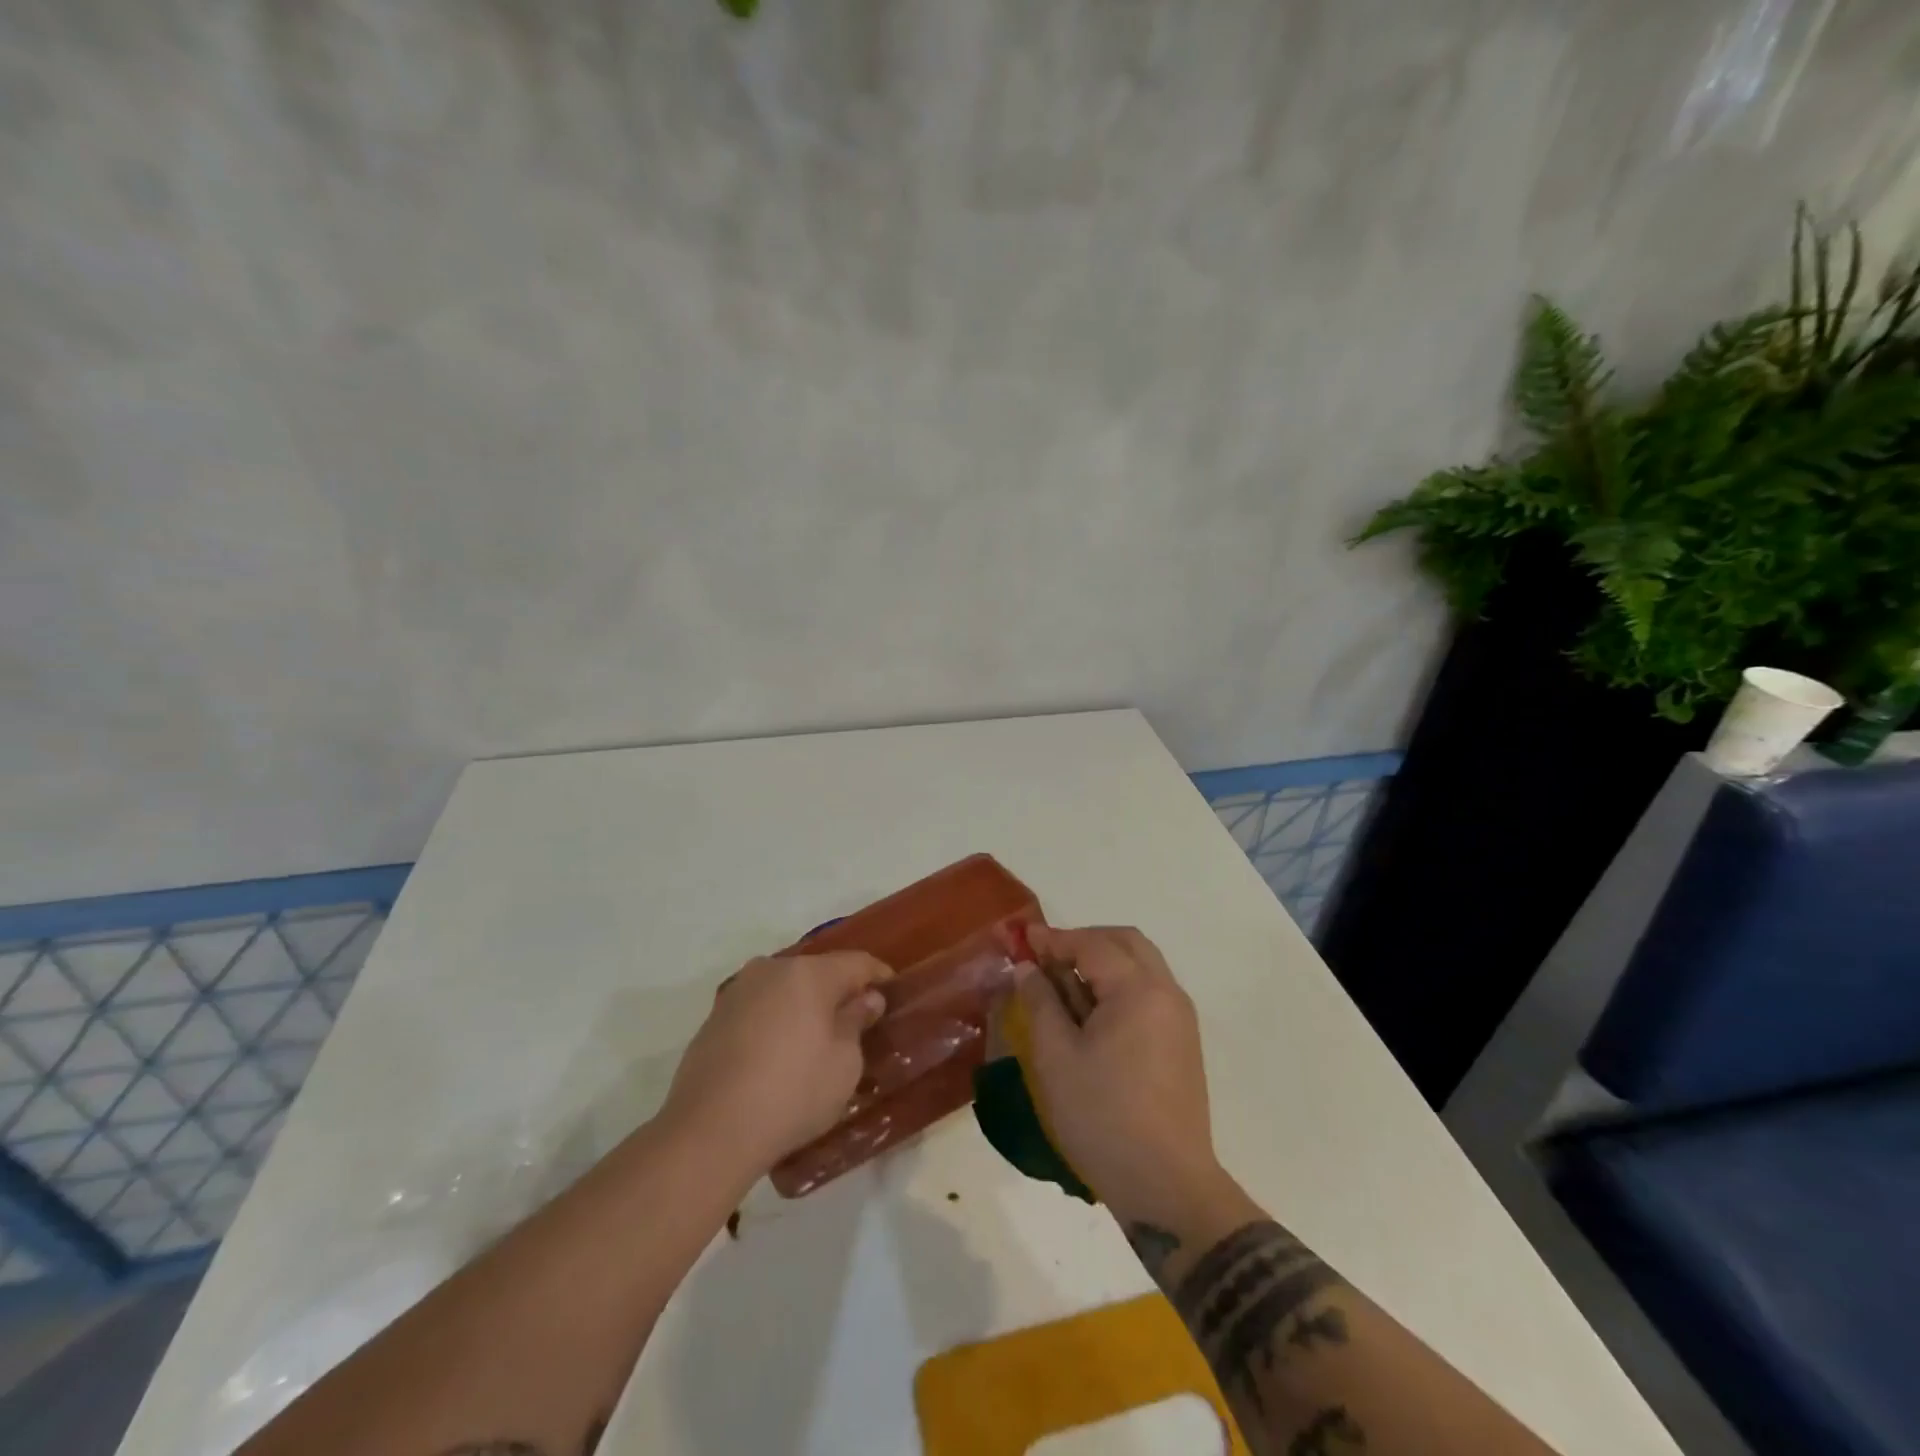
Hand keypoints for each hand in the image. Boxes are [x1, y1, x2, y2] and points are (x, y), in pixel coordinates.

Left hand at [663, 953, 890, 1176]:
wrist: (709, 1131)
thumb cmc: (792, 1093)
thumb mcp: (844, 1064)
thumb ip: (856, 1022)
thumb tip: (866, 999)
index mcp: (808, 974)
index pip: (856, 963)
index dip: (878, 976)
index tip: (893, 992)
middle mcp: (771, 970)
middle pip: (817, 972)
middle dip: (838, 991)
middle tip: (856, 1020)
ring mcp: (737, 992)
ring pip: (784, 989)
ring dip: (803, 1006)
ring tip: (816, 1038)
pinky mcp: (713, 1018)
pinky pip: (758, 1009)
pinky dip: (775, 1022)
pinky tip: (779, 1054)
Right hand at [1017, 925, 1223, 1221]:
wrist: (1167, 1186)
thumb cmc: (1103, 1117)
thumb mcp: (1056, 1057)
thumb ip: (1040, 1002)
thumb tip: (1028, 969)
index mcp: (1139, 990)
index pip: (1092, 945)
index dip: (1054, 939)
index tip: (1022, 940)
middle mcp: (1166, 993)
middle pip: (1125, 943)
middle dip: (1083, 941)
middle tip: (1046, 957)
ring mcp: (1179, 1018)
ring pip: (1140, 966)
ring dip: (1102, 963)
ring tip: (1063, 986)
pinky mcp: (1181, 1043)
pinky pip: (1148, 993)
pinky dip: (1118, 986)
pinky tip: (1090, 1014)